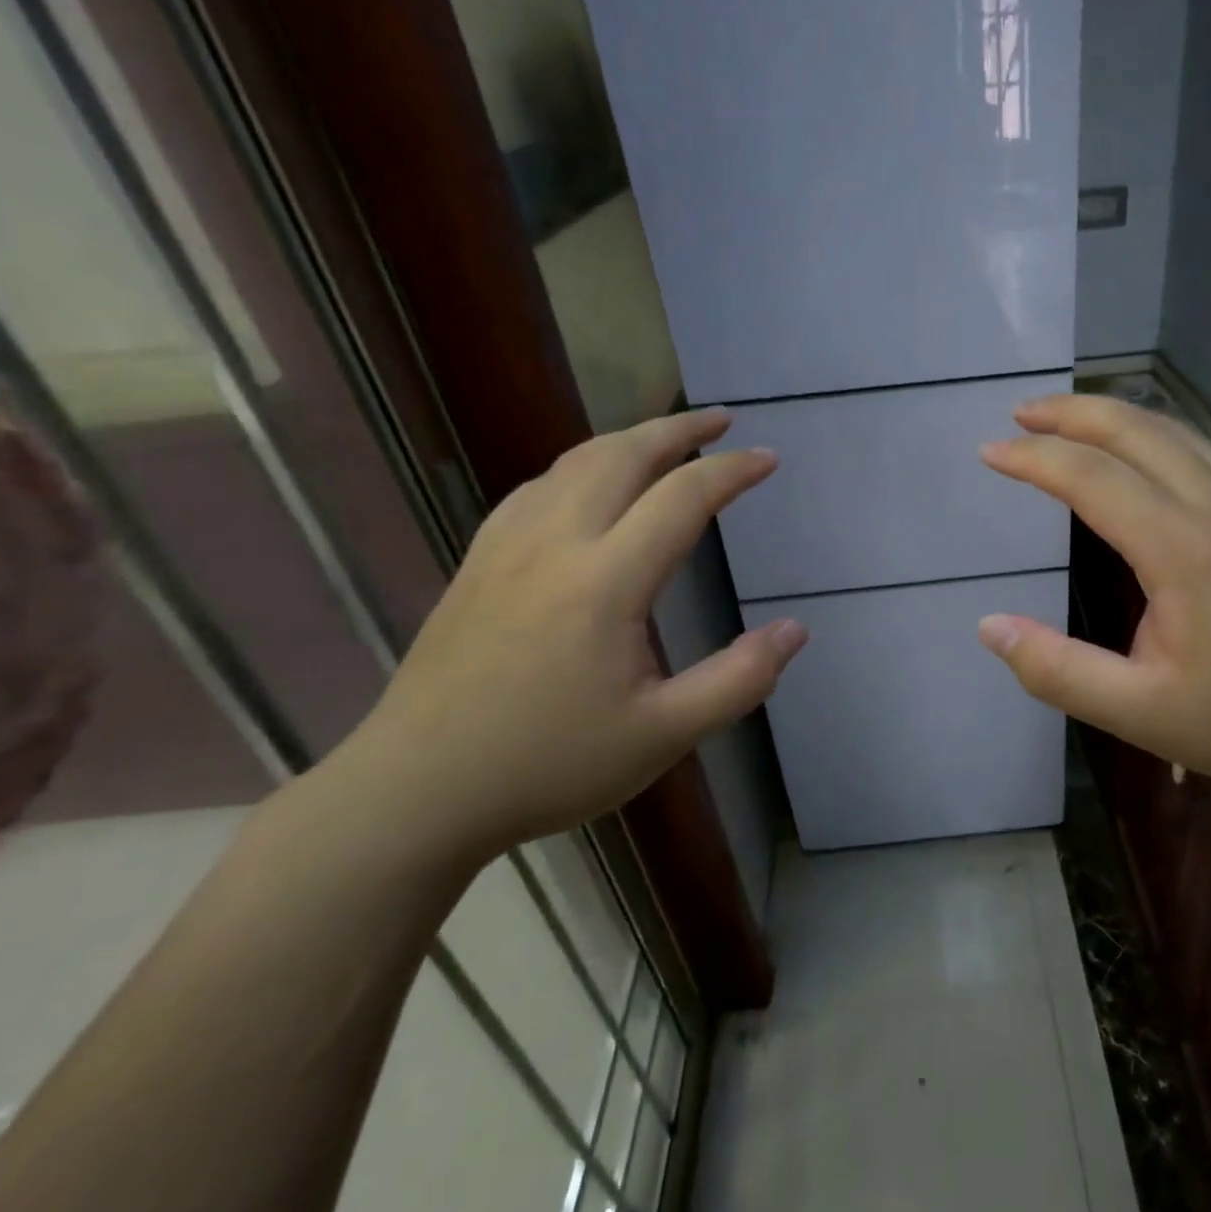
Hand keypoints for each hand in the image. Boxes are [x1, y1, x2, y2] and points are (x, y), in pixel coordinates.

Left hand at [332, 409, 804, 857]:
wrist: (415, 791)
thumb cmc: (547, 765)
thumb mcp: (662, 736)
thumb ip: (738, 680)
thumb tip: (796, 630)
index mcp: (604, 582)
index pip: (681, 498)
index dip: (731, 471)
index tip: (767, 458)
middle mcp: (554, 544)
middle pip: (621, 455)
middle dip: (677, 429)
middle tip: (720, 420)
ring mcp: (505, 547)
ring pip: (573, 462)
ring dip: (627, 440)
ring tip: (665, 441)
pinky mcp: (477, 563)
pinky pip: (536, 488)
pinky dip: (579, 466)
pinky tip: (588, 485)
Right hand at [977, 394, 1210, 800]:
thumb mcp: (1143, 714)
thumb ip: (1058, 671)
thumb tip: (989, 627)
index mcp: (1183, 549)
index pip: (1091, 477)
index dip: (1032, 458)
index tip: (988, 452)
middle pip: (1135, 429)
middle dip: (1070, 412)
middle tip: (1020, 412)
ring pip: (1173, 431)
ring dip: (1112, 415)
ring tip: (1067, 420)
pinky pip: (1199, 450)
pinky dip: (1149, 434)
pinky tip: (1137, 456)